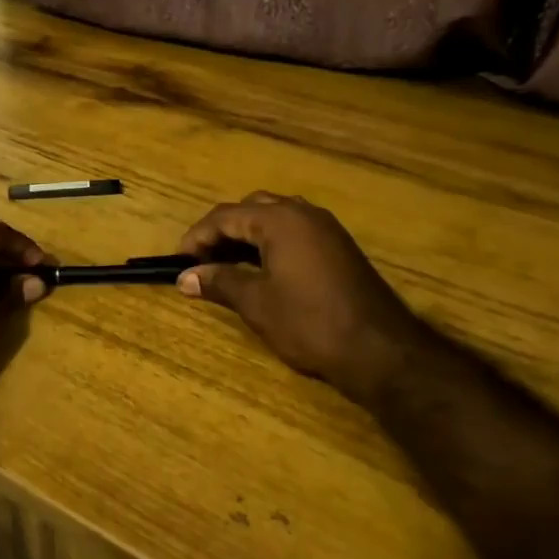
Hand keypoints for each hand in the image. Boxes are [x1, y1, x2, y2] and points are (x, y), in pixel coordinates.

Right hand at [178, 192, 440, 404]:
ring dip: (247, 236)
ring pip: (275, 218)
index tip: (178, 261)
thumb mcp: (257, 303)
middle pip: (251, 209)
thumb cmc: (310, 323)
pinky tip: (261, 269)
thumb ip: (220, 282)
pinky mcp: (338, 246)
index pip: (226, 216)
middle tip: (201, 260)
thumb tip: (185, 277)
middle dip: (222, 231)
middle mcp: (303, 213)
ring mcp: (325, 228)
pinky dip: (270, 243)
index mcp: (280, 220)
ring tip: (226, 265)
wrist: (379, 349)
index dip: (197, 236)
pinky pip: (294, 231)